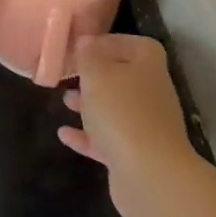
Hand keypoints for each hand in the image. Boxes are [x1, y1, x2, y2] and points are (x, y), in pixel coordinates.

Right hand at [58, 34, 202, 216]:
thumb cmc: (121, 112)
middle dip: (95, 75)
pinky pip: (107, 139)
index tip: (79, 47)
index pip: (130, 43)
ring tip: (64, 100)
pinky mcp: (136, 154)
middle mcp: (151, 91)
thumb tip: (86, 42)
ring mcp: (146, 125)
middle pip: (122, 76)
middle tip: (69, 74)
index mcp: (147, 64)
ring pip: (114, 108)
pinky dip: (87, 135)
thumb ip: (88, 55)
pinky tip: (64, 134)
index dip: (106, 42)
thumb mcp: (96, 74)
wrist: (150, 175)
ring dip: (90, 104)